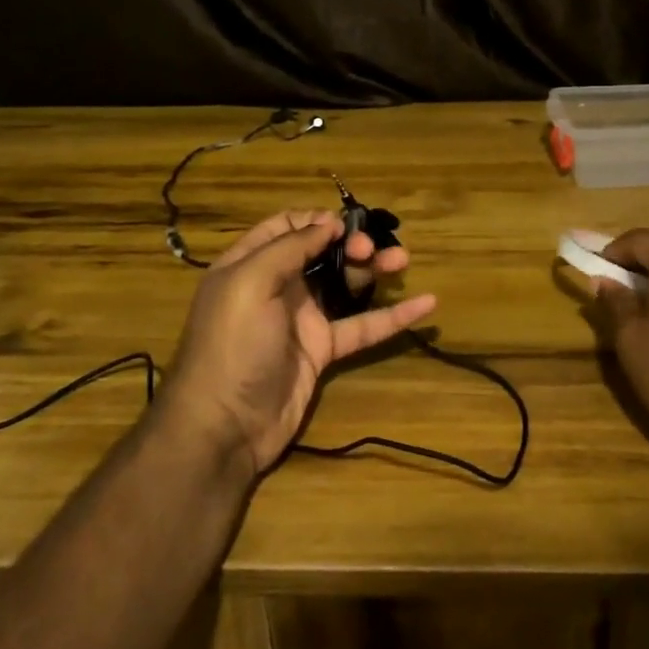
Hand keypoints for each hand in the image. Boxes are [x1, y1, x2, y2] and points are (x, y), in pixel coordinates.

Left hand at [163, 209, 437, 472]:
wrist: (224, 428)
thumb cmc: (232, 345)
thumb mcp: (249, 284)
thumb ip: (289, 248)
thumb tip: (327, 223)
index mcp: (250, 264)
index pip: (284, 227)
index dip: (315, 220)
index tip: (344, 224)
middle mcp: (276, 286)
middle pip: (321, 252)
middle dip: (350, 243)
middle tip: (370, 249)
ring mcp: (301, 320)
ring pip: (345, 284)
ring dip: (374, 269)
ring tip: (403, 259)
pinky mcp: (322, 350)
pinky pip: (362, 326)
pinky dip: (393, 315)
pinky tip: (425, 303)